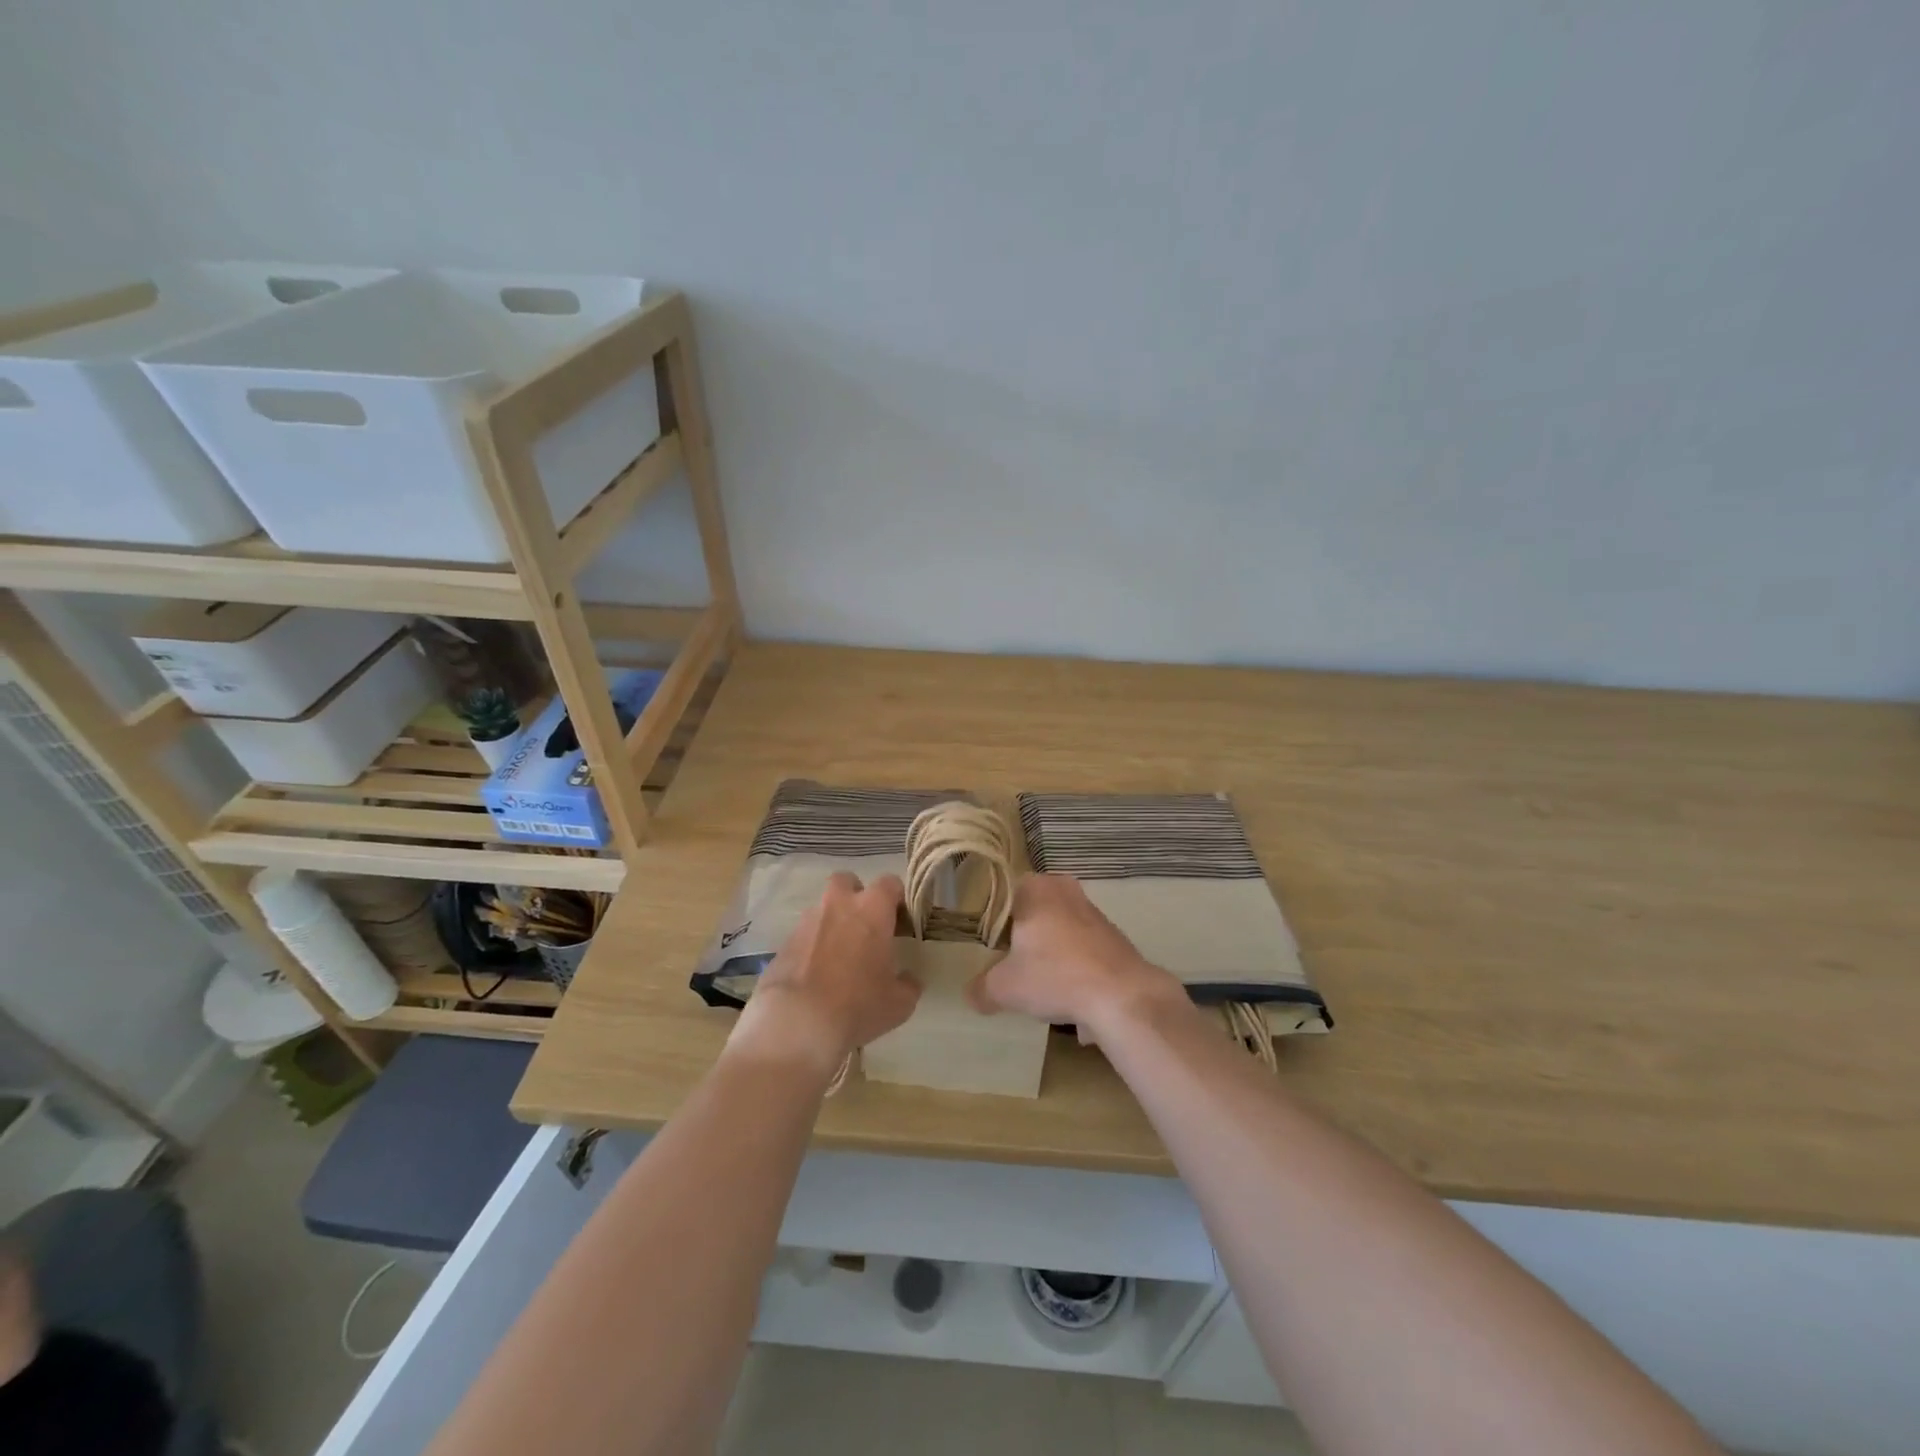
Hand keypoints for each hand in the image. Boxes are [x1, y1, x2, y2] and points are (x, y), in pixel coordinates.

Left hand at [728, 872, 919, 1076]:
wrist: (796, 1022)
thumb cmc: (857, 1004)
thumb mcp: (898, 1003)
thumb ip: (908, 984)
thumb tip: (908, 979)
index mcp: (872, 909)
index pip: (890, 884)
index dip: (898, 900)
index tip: (901, 922)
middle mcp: (838, 904)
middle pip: (847, 882)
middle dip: (856, 897)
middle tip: (865, 927)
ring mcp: (807, 921)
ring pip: (823, 908)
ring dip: (833, 922)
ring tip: (839, 956)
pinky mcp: (784, 942)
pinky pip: (805, 934)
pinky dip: (812, 945)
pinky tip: (817, 974)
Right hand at [968, 874, 1185, 1041]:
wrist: (1122, 995)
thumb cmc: (1054, 976)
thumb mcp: (1004, 988)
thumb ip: (982, 988)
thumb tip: (972, 995)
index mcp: (1035, 888)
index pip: (1003, 894)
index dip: (991, 920)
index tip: (985, 945)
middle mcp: (1064, 890)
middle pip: (1032, 912)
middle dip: (1021, 937)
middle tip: (1008, 964)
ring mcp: (1093, 912)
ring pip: (1057, 929)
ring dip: (1048, 952)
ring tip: (1038, 983)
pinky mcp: (1114, 936)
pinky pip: (1081, 948)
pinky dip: (1072, 966)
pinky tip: (1068, 994)